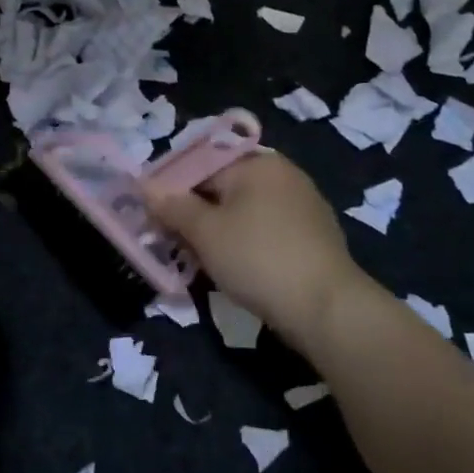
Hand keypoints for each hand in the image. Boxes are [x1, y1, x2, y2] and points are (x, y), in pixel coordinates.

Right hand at [142, 152, 367, 355]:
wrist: (327, 309)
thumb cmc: (258, 259)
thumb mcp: (205, 232)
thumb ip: (173, 206)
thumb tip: (145, 186)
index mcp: (257, 163)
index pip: (200, 167)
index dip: (172, 192)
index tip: (153, 219)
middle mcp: (283, 175)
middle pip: (223, 188)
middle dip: (195, 215)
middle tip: (173, 244)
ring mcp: (304, 206)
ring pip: (244, 212)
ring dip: (218, 232)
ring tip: (199, 261)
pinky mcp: (314, 237)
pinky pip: (266, 231)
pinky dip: (245, 244)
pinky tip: (235, 269)